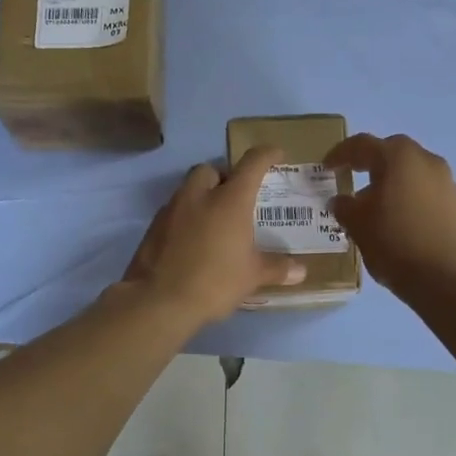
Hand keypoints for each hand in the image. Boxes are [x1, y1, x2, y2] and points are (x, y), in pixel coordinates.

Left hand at [121, 146, 305, 326]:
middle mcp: (199, 195)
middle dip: (224, 176)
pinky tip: (193, 239)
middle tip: (237, 197)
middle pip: (211, 169)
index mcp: (229, 200)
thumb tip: (301, 271)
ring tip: (215, 220)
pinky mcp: (154, 226)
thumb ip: (277, 268)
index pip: (251, 163)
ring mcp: (172, 209)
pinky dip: (186, 216)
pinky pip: (174, 210)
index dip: (266, 154)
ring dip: (203, 195)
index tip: (276, 154)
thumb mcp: (252, 277)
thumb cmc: (214, 281)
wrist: (158, 301)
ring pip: (189, 188)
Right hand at [326, 133, 455, 297]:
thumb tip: (341, 200)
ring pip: (411, 170)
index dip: (340, 154)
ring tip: (374, 201)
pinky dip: (408, 193)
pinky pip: (425, 188)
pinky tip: (397, 216)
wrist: (445, 279)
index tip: (326, 167)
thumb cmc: (394, 243)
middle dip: (369, 161)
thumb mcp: (358, 225)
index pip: (362, 145)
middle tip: (351, 175)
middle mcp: (426, 160)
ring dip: (391, 178)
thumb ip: (345, 207)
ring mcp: (445, 180)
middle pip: (391, 152)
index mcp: (398, 157)